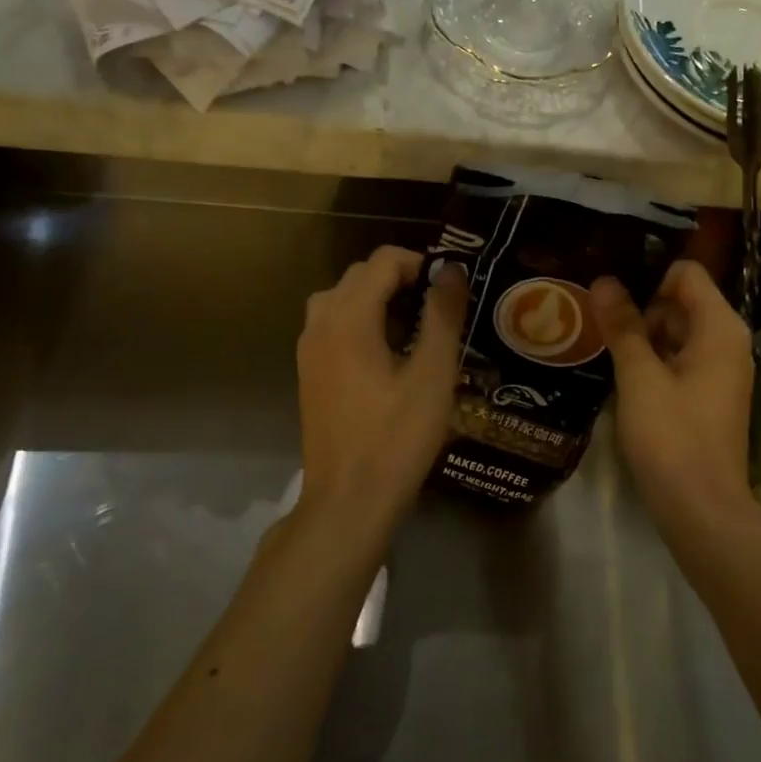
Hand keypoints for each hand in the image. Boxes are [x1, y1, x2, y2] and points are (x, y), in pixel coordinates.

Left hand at [296, 246, 467, 528]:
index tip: (450, 291)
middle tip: (439, 311)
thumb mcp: (432, 375)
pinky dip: (361, 322)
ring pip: (343, 299)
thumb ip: (443, 315)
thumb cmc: (397, 437)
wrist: (348, 500)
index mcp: (348, 318)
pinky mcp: (309, 373)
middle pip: (360, 276)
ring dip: (379, 300)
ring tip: (415, 330)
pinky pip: (333, 325)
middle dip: (401, 280)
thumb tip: (451, 271)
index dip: (421, 264)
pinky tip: (389, 356)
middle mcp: (320, 323)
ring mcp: (309, 350)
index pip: (383, 261)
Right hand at [592, 260, 755, 531]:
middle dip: (640, 306)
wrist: (702, 509)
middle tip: (594, 318)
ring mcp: (720, 372)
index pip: (686, 274)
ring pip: (677, 334)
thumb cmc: (672, 436)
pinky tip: (618, 372)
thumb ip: (623, 326)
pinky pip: (679, 361)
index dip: (648, 276)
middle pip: (681, 302)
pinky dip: (652, 360)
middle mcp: (727, 342)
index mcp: (720, 328)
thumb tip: (605, 281)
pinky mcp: (708, 397)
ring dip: (641, 335)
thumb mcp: (640, 377)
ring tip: (598, 342)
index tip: (608, 291)